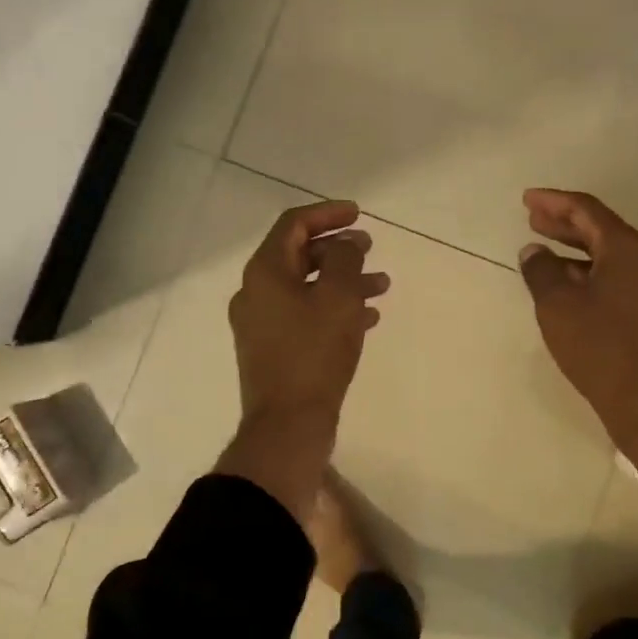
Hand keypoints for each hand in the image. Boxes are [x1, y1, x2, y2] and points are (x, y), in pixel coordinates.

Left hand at [218, 200, 389, 517]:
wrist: (288, 425)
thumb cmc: (314, 354)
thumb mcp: (338, 297)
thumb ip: (344, 259)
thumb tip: (344, 244)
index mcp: (264, 272)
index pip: (293, 224)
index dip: (328, 213)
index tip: (360, 214)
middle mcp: (256, 293)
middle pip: (299, 255)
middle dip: (338, 248)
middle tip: (371, 247)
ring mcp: (261, 323)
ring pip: (306, 287)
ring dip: (343, 281)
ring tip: (382, 285)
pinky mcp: (273, 350)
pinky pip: (305, 315)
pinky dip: (334, 308)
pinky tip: (367, 318)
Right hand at [518, 188, 637, 508]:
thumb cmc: (602, 348)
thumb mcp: (558, 305)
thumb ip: (541, 271)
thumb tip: (534, 251)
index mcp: (627, 249)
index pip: (587, 210)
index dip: (554, 201)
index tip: (527, 199)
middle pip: (601, 230)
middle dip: (565, 223)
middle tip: (533, 220)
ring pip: (609, 257)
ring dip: (575, 251)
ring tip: (545, 253)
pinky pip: (617, 280)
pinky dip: (589, 275)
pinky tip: (569, 290)